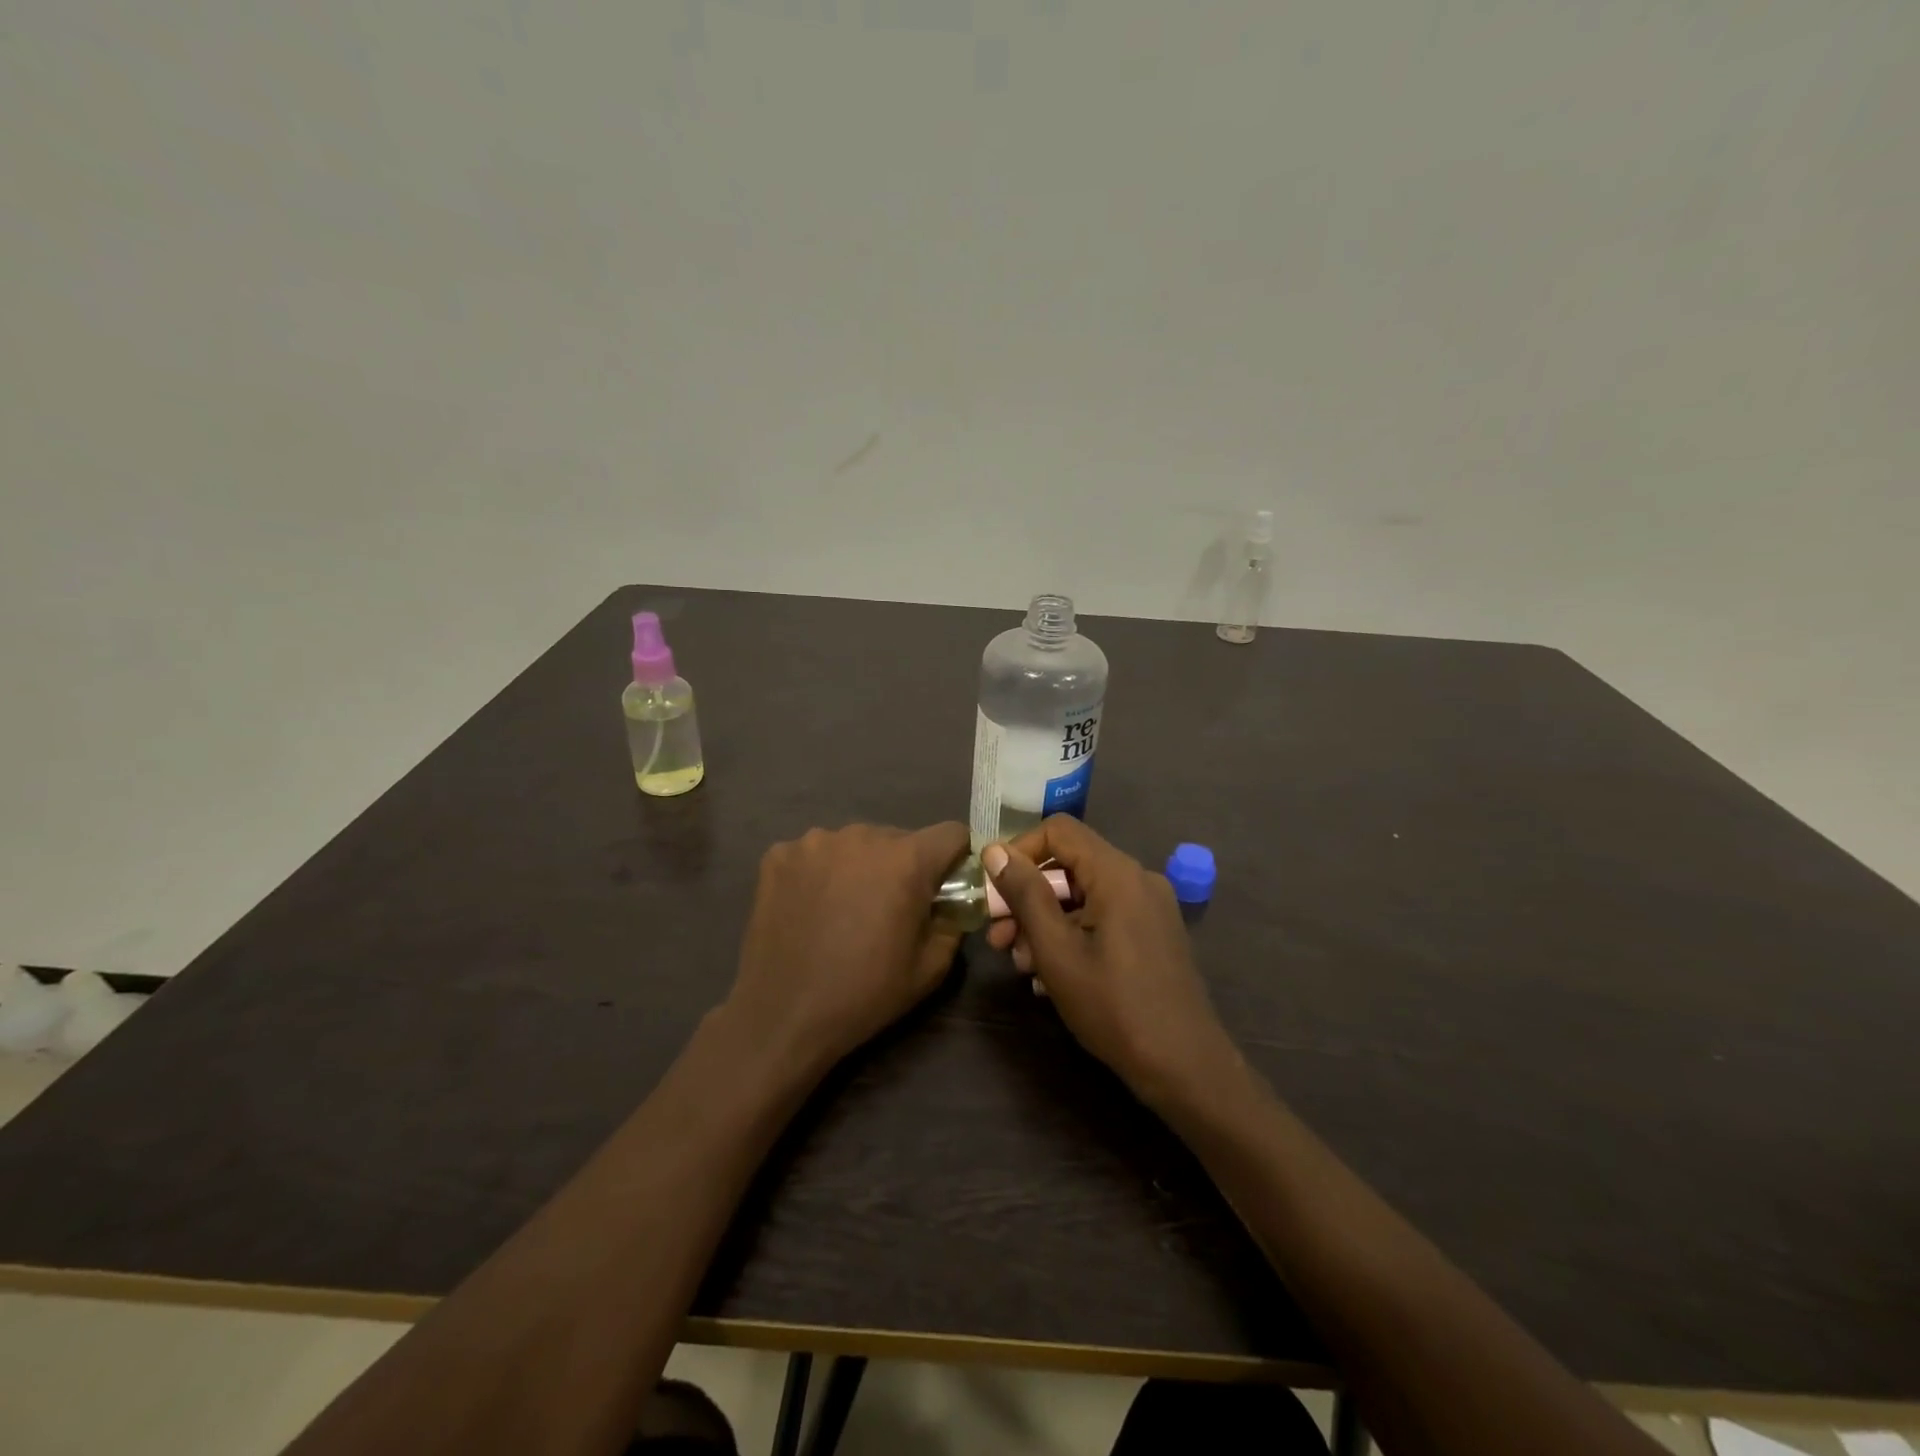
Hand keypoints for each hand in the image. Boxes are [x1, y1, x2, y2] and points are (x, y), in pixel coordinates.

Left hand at [724, 822, 969, 1079]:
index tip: (948, 882)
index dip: (957, 856)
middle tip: (889, 907)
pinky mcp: (779, 854)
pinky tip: (810, 907)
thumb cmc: (864, 993)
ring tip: (844, 908)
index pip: (951, 833)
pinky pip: (815, 853)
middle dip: (903, 865)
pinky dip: (820, 872)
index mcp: (906, 860)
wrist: (782, 1015)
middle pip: (899, 838)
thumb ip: (954, 921)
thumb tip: (952, 900)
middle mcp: (862, 835)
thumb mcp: (931, 968)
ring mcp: (815, 841)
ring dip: (860, 866)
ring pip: (855, 844)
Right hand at [984, 817, 1237, 1109]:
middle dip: (1027, 897)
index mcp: (1117, 874)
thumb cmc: (1114, 1007)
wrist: (1184, 1066)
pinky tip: (1052, 976)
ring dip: (1046, 922)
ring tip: (1023, 965)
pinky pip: (1103, 917)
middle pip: (1070, 865)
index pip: (1058, 830)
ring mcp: (1150, 907)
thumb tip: (995, 851)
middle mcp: (1138, 879)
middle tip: (998, 938)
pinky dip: (1073, 934)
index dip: (1019, 851)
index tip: (994, 890)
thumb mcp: (1057, 951)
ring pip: (1083, 895)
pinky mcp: (1154, 933)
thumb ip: (1025, 895)